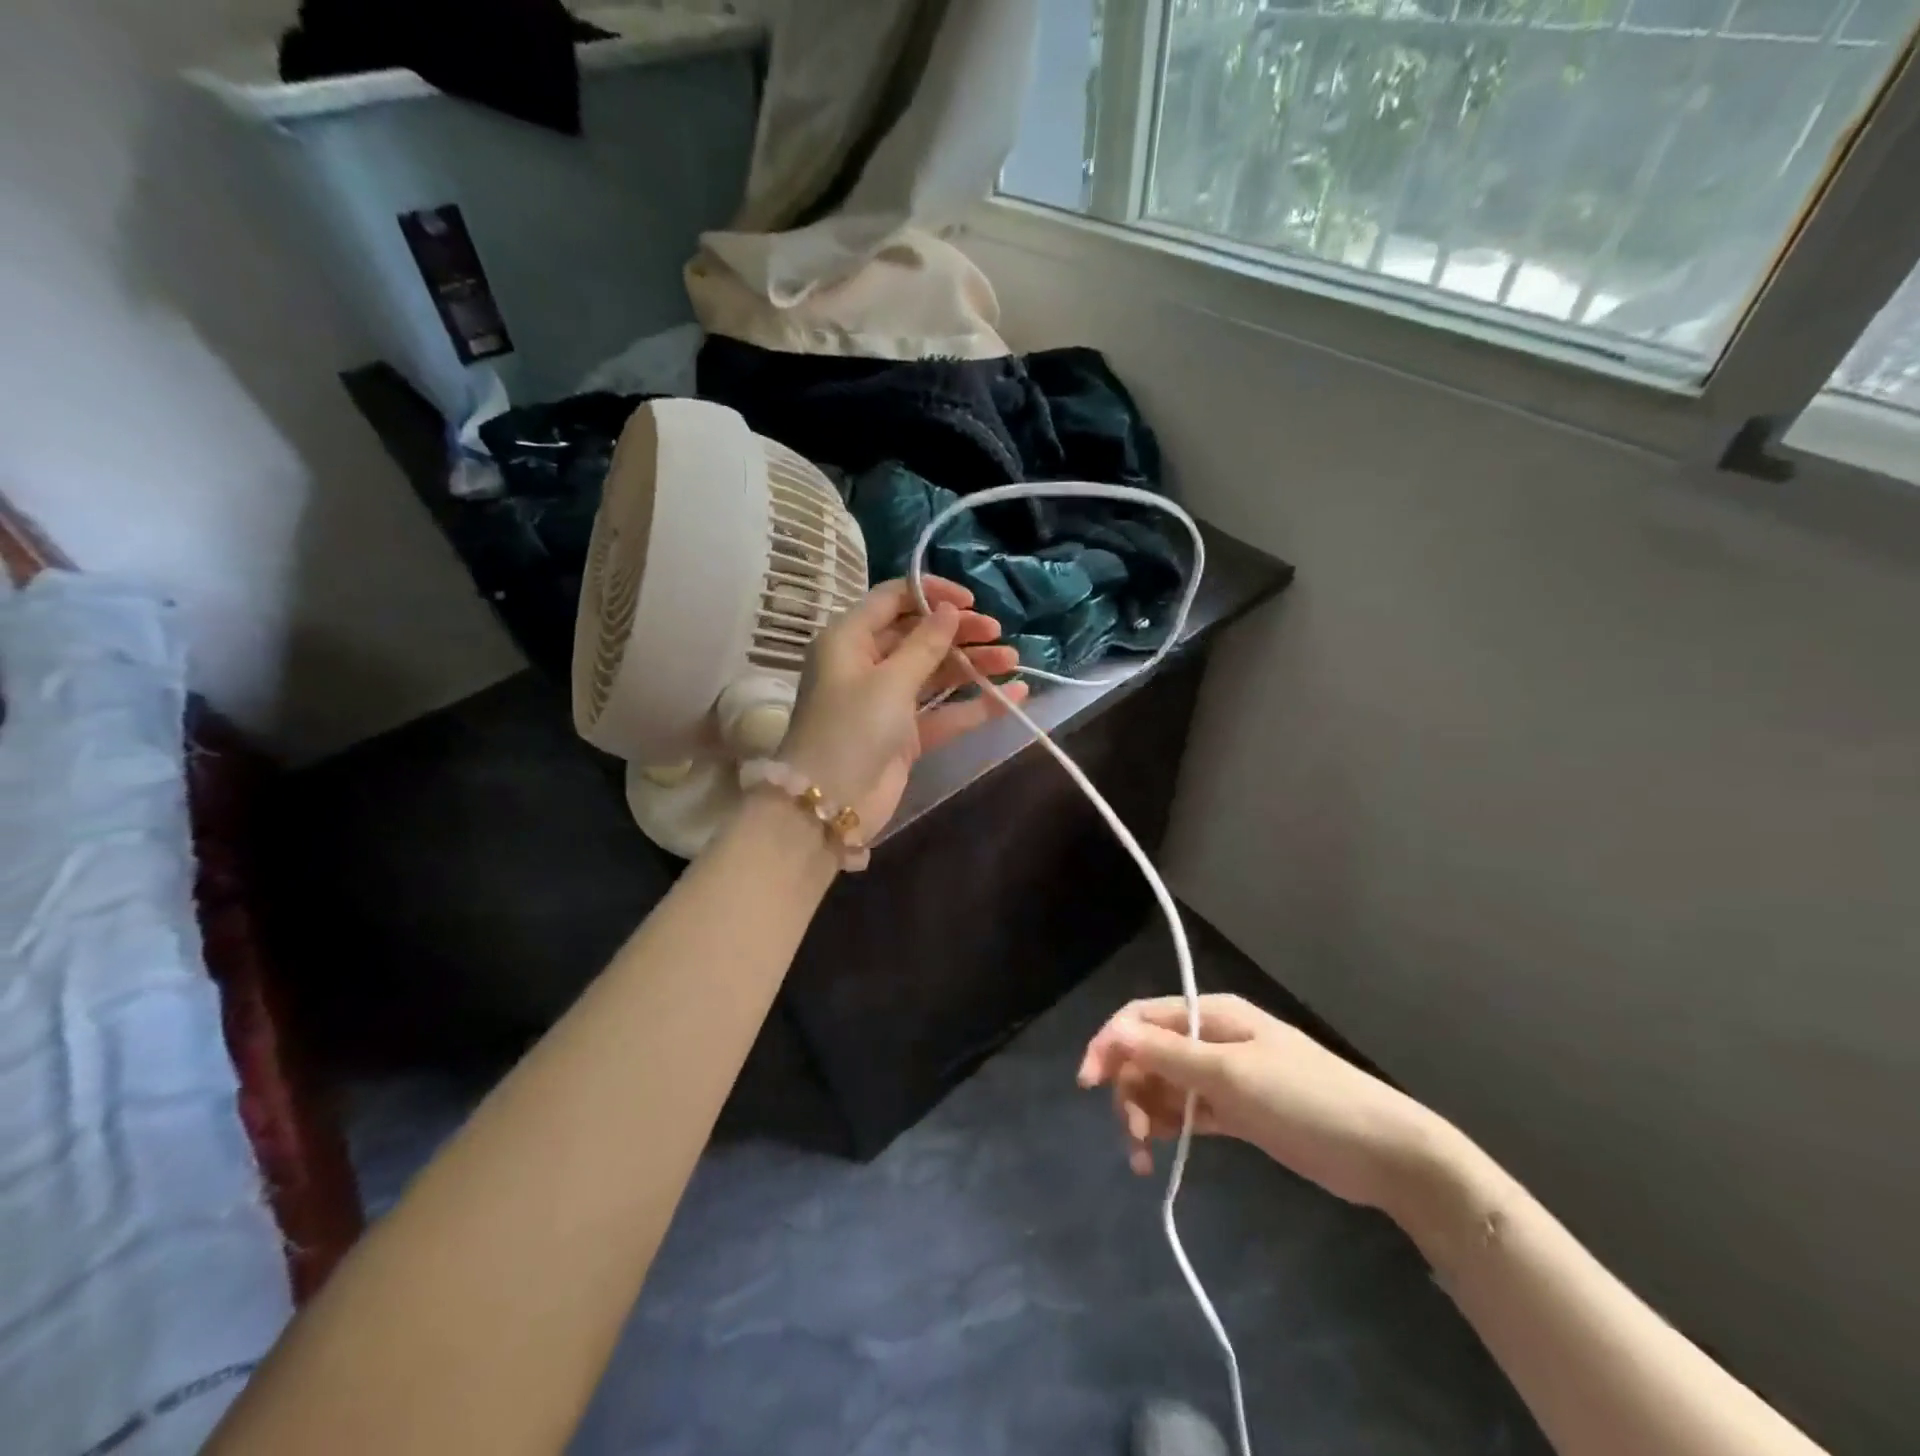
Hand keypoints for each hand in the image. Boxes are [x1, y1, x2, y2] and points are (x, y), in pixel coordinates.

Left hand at [777, 577, 1029, 838]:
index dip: (931, 594)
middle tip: (998, 634)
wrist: (831, 805)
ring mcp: (886, 701)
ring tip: (1012, 660)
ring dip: (973, 665)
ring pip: (935, 673)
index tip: (970, 602)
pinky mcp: (904, 734)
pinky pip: (943, 711)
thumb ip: (925, 644)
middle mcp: (866, 664)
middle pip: (918, 635)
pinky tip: (1012, 696)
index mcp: (849, 639)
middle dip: (959, 632)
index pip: (892, 599)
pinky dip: (974, 704)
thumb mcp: (890, 681)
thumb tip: (949, 611)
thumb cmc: (852, 729)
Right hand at [1077, 995, 1448, 1214]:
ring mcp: (1224, 1076)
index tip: (1088, 1083)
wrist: (1384, 1153)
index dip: (1110, 1044)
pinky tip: (1161, 1152)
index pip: (1141, 1018)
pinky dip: (1169, 1127)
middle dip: (1129, 1089)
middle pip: (1148, 1054)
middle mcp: (1211, 1038)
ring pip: (1164, 1086)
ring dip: (1146, 1113)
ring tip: (1145, 1155)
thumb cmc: (1306, 1100)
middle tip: (1132, 1134)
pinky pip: (1186, 1112)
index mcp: (1211, 1014)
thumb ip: (1169, 1054)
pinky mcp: (1236, 1111)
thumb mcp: (1231, 1074)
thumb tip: (1113, 1033)